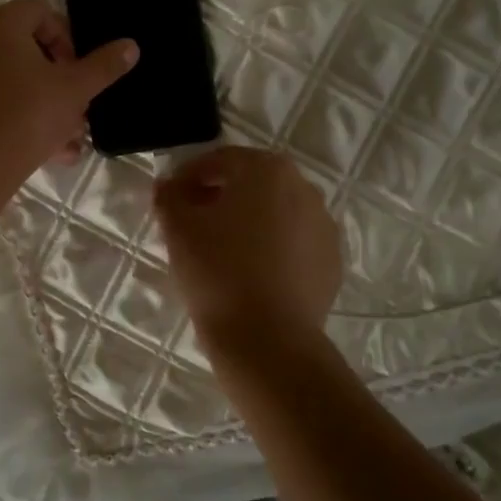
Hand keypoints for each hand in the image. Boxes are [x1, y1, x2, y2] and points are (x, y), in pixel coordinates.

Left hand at [0, 0, 137, 178]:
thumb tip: (131, 46)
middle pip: (28, 49)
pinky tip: (50, 151)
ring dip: (46, 104)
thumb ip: (104, 66)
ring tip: (70, 137)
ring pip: (15, 81)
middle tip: (78, 105)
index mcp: (1, 24)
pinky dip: (23, 118)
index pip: (41, 12)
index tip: (79, 70)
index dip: (67, 39)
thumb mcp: (75, 89)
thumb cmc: (29, 114)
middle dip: (59, 79)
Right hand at [155, 147, 341, 351]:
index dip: (188, 177)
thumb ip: (169, 196)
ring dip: (247, 222)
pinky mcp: (331, 261)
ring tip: (219, 251)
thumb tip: (168, 187)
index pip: (220, 160)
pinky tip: (249, 273)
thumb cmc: (218, 271)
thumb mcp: (177, 229)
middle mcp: (304, 188)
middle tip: (191, 223)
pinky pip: (293, 244)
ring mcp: (324, 226)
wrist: (268, 339)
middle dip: (220, 197)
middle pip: (252, 183)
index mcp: (267, 170)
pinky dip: (271, 248)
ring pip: (275, 213)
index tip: (169, 199)